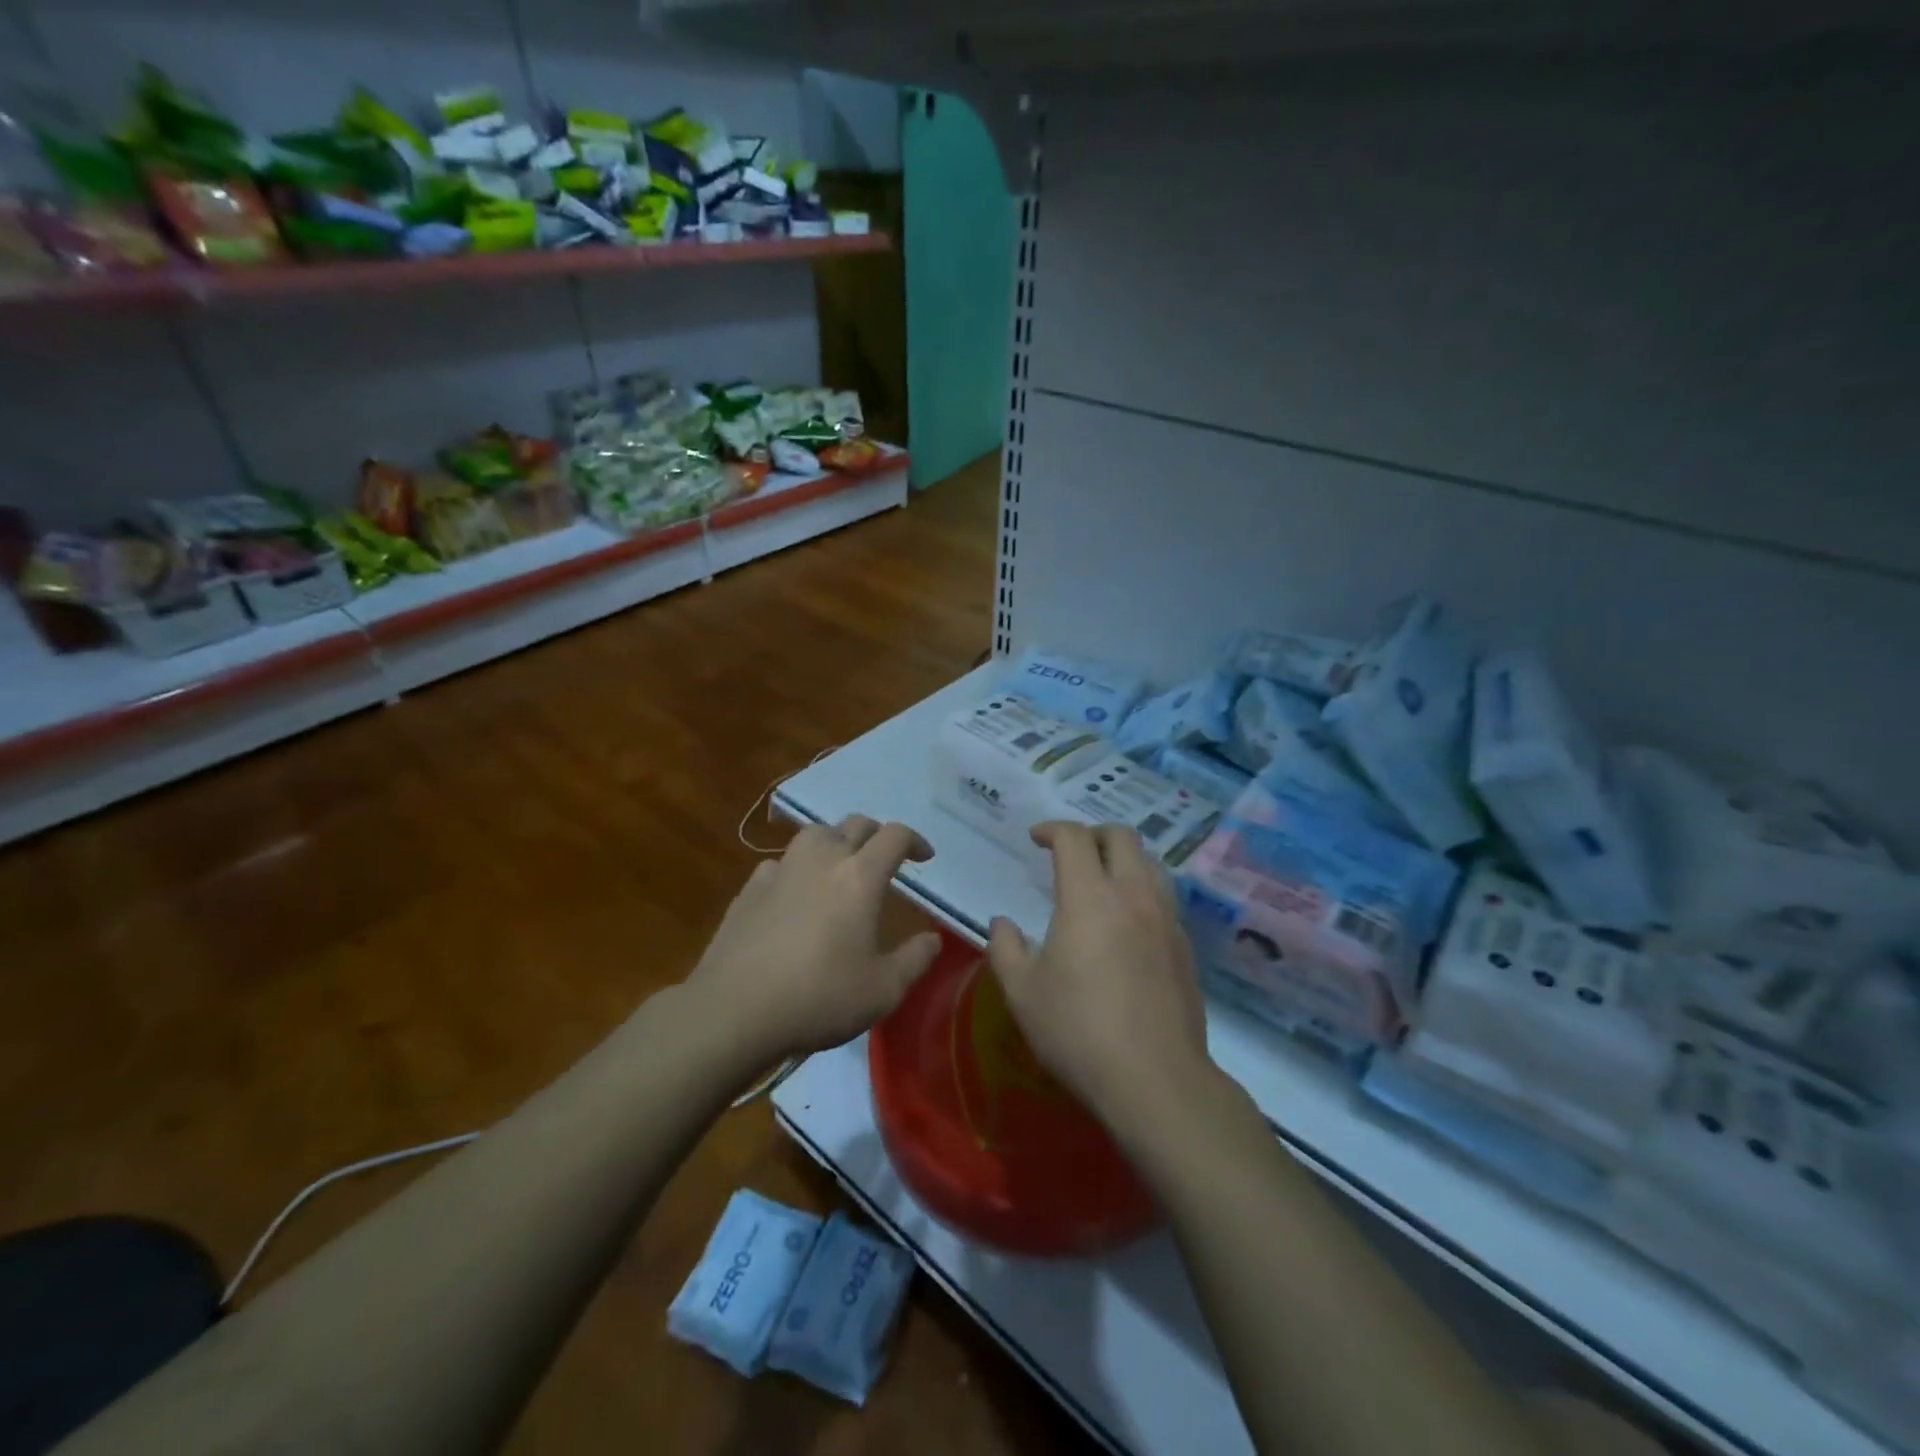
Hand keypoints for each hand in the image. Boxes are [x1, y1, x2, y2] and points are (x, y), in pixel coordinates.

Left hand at [689, 816, 941, 1061]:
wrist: (734, 1009)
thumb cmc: (819, 997)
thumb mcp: (882, 990)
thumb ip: (914, 960)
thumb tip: (933, 940)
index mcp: (860, 876)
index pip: (894, 836)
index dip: (915, 840)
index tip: (924, 857)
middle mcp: (822, 859)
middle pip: (855, 825)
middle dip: (876, 836)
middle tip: (884, 860)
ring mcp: (781, 869)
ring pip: (815, 834)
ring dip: (835, 842)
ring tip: (840, 868)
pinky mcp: (750, 888)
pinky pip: (781, 862)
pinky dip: (797, 869)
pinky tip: (794, 894)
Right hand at [987, 822, 1213, 1137]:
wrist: (1155, 1079)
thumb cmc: (1078, 1030)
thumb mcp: (1023, 992)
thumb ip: (1006, 948)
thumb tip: (1003, 923)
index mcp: (1089, 897)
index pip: (1074, 838)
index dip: (1052, 829)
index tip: (1035, 839)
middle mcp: (1133, 895)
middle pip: (1122, 836)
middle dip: (1093, 833)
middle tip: (1070, 852)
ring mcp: (1166, 919)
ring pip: (1151, 863)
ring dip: (1123, 859)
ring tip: (1102, 881)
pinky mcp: (1185, 947)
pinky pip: (1164, 898)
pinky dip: (1141, 892)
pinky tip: (1126, 925)